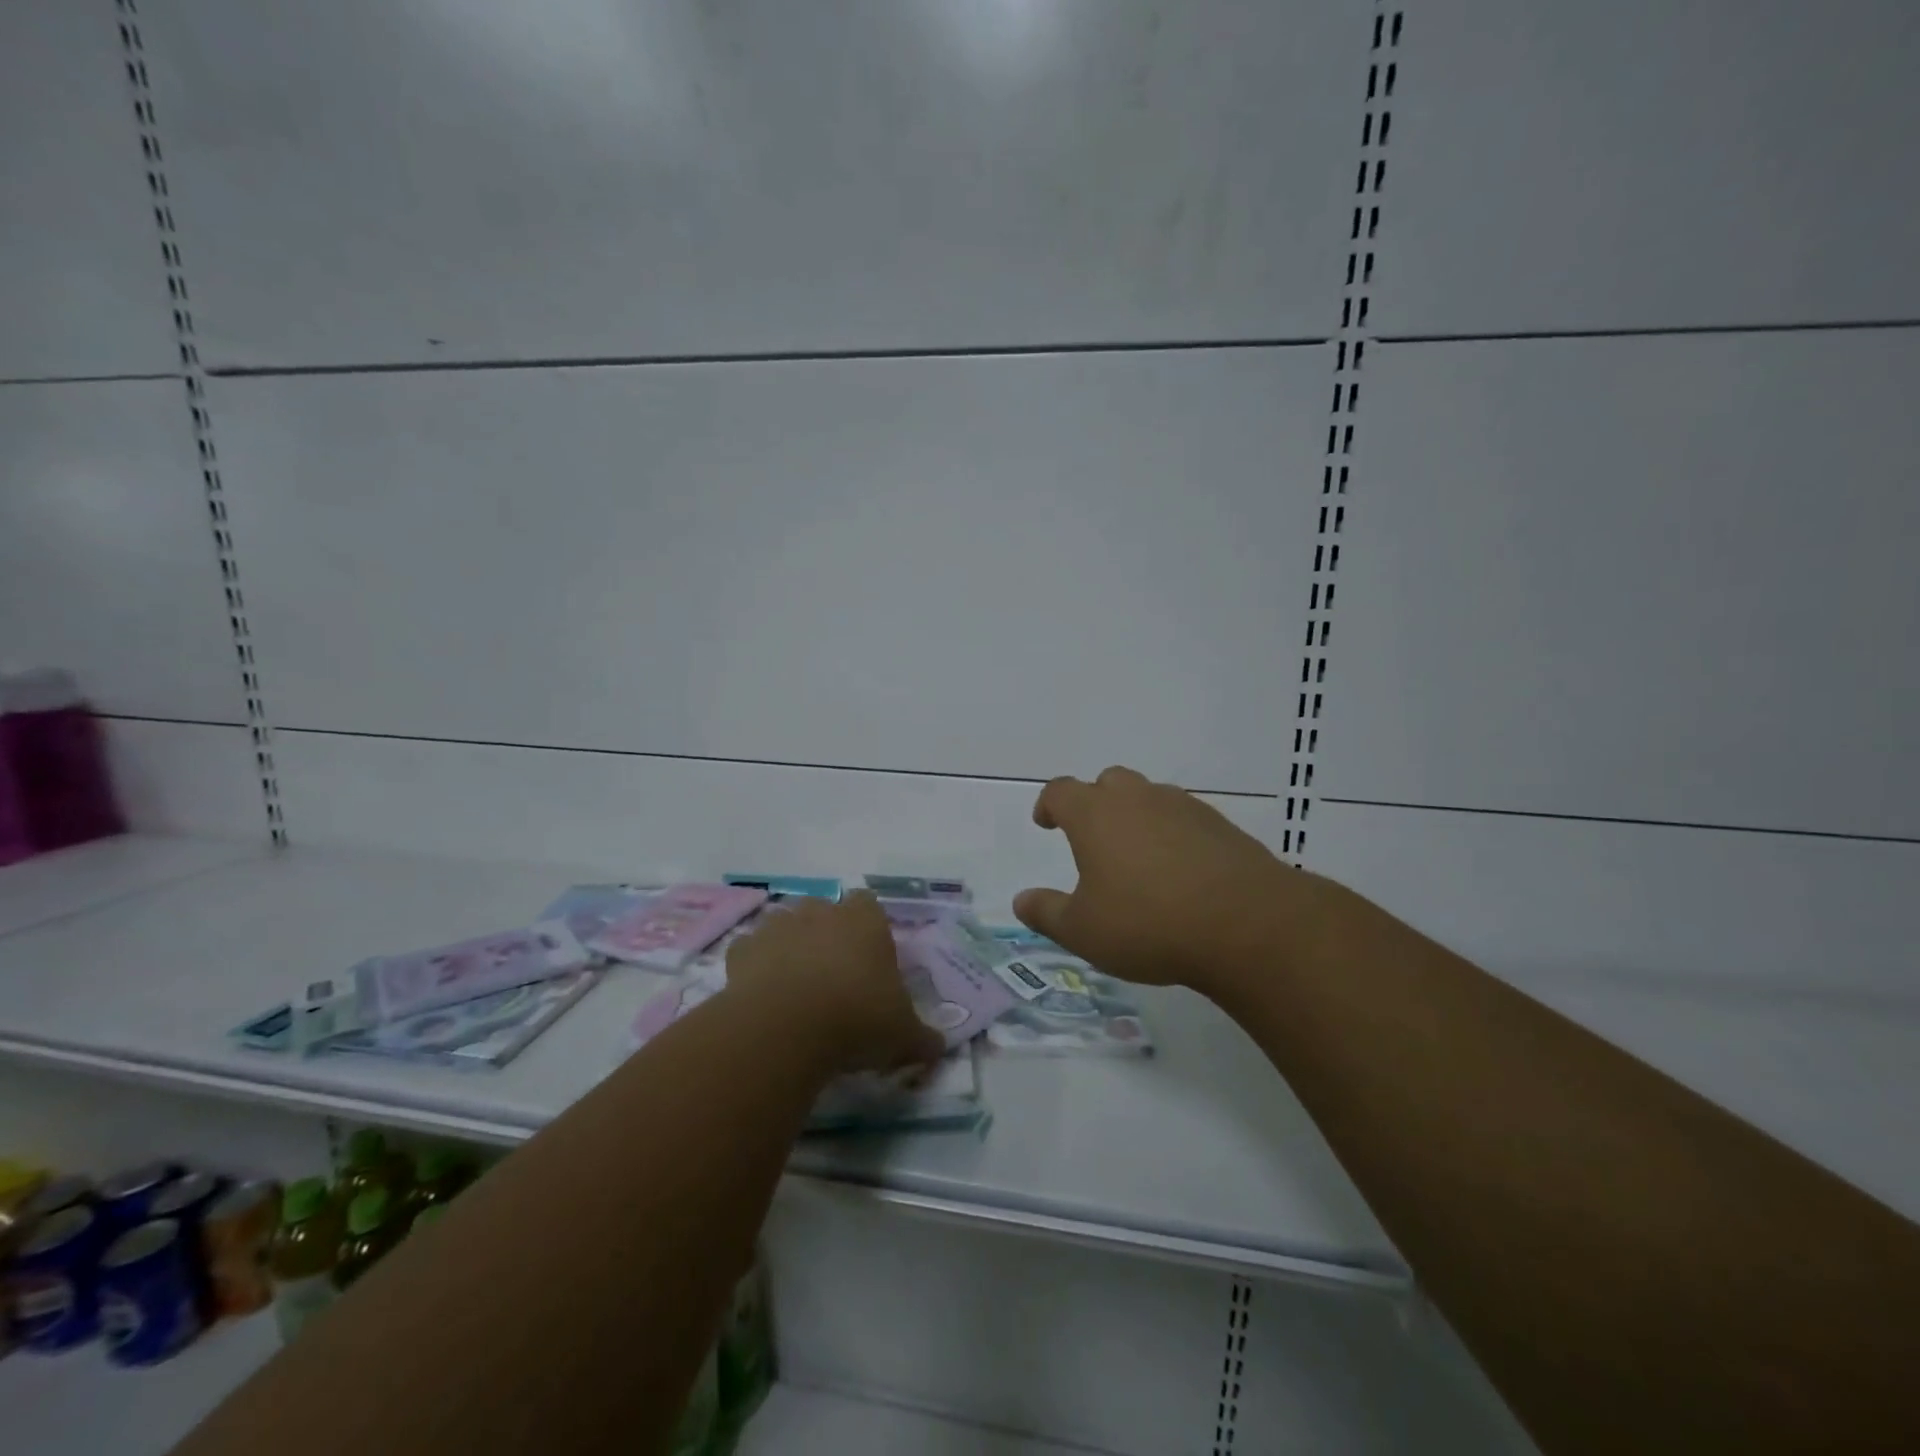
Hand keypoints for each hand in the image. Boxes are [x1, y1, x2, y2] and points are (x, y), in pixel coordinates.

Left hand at [724, 892, 944, 1074]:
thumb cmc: (857, 1018)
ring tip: (795, 986)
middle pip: (824, 910)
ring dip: (789, 946)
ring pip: (785, 924)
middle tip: (833, 975)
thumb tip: (937, 1047)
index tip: (869, 959)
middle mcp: (821, 912)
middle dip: (826, 933)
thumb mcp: (903, 1035)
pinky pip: (750, 951)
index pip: (868, 904)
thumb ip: (923, 1037)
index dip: (868, 928)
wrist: (787, 1027)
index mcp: (864, 920)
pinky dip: (755, 967)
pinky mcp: (743, 950)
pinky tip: (762, 996)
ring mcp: (778, 926)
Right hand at [1014, 765, 1311, 992]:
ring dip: (1137, 818)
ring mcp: (1184, 807)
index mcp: (1096, 815)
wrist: (1247, 924)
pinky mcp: (1221, 826)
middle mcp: (1138, 798)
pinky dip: (1173, 835)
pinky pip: (1184, 819)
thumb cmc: (1148, 923)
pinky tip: (1180, 872)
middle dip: (1095, 803)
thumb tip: (1021, 900)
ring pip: (1150, 798)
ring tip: (1138, 858)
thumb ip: (1047, 913)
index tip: (1046, 823)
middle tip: (1093, 839)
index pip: (1061, 791)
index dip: (1049, 804)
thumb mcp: (1083, 930)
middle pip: (1108, 783)